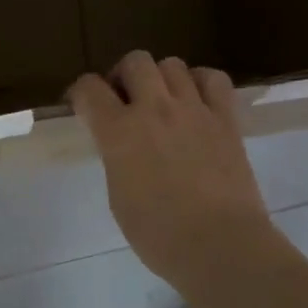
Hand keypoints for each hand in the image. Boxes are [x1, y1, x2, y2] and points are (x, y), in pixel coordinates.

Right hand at [70, 52, 275, 291]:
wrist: (220, 246)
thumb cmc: (158, 234)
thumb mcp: (118, 195)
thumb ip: (116, 157)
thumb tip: (121, 144)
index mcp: (118, 132)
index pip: (88, 88)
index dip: (82, 94)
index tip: (83, 107)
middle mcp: (154, 109)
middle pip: (134, 61)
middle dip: (124, 76)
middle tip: (126, 102)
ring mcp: (194, 109)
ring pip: (172, 64)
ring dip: (161, 78)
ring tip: (163, 102)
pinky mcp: (226, 119)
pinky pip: (214, 79)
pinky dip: (200, 82)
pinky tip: (196, 101)